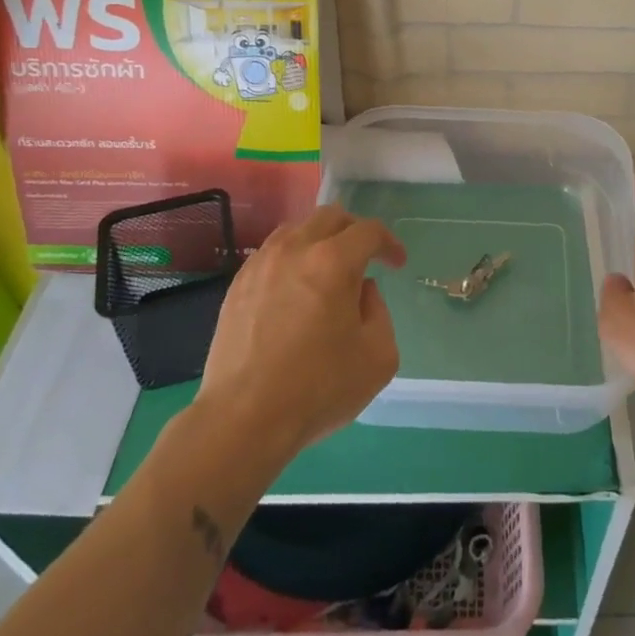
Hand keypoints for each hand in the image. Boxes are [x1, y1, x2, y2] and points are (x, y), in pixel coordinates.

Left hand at [192, 205, 404, 462]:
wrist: (244, 418)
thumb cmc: (318, 389)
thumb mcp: (378, 357)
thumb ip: (379, 312)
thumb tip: (362, 292)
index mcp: (334, 262)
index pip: (369, 231)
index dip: (389, 243)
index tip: (396, 263)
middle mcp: (296, 249)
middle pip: (331, 217)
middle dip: (355, 231)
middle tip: (366, 258)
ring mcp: (261, 264)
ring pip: (297, 229)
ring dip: (320, 240)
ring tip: (328, 269)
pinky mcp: (238, 285)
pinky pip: (271, 253)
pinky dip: (291, 259)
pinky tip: (295, 289)